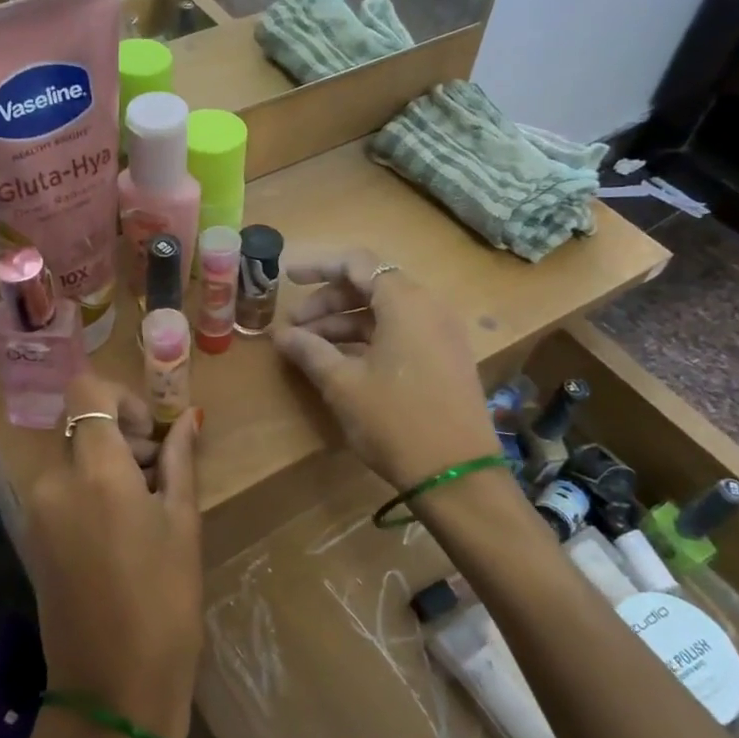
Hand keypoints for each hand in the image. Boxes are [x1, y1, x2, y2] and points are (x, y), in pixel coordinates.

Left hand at [18, 374, 202, 737]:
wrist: (112, 689)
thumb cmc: (164, 602)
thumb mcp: (182, 523)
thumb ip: (180, 460)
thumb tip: (191, 418)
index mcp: (95, 471)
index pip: (86, 391)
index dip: (120, 398)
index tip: (149, 434)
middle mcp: (53, 480)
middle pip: (79, 425)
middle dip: (119, 434)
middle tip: (158, 474)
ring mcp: (35, 510)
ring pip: (69, 457)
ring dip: (104, 463)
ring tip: (145, 507)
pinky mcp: (30, 535)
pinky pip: (59, 489)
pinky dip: (87, 489)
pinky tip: (119, 530)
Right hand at [273, 250, 493, 490]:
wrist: (457, 474)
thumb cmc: (395, 420)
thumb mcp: (343, 384)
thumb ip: (310, 351)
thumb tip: (281, 334)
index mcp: (405, 302)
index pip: (358, 263)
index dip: (319, 266)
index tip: (287, 278)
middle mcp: (428, 308)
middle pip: (371, 286)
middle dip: (327, 301)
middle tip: (293, 326)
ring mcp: (441, 334)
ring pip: (384, 312)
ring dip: (344, 323)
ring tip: (309, 347)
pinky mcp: (444, 358)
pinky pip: (401, 332)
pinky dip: (368, 338)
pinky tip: (341, 361)